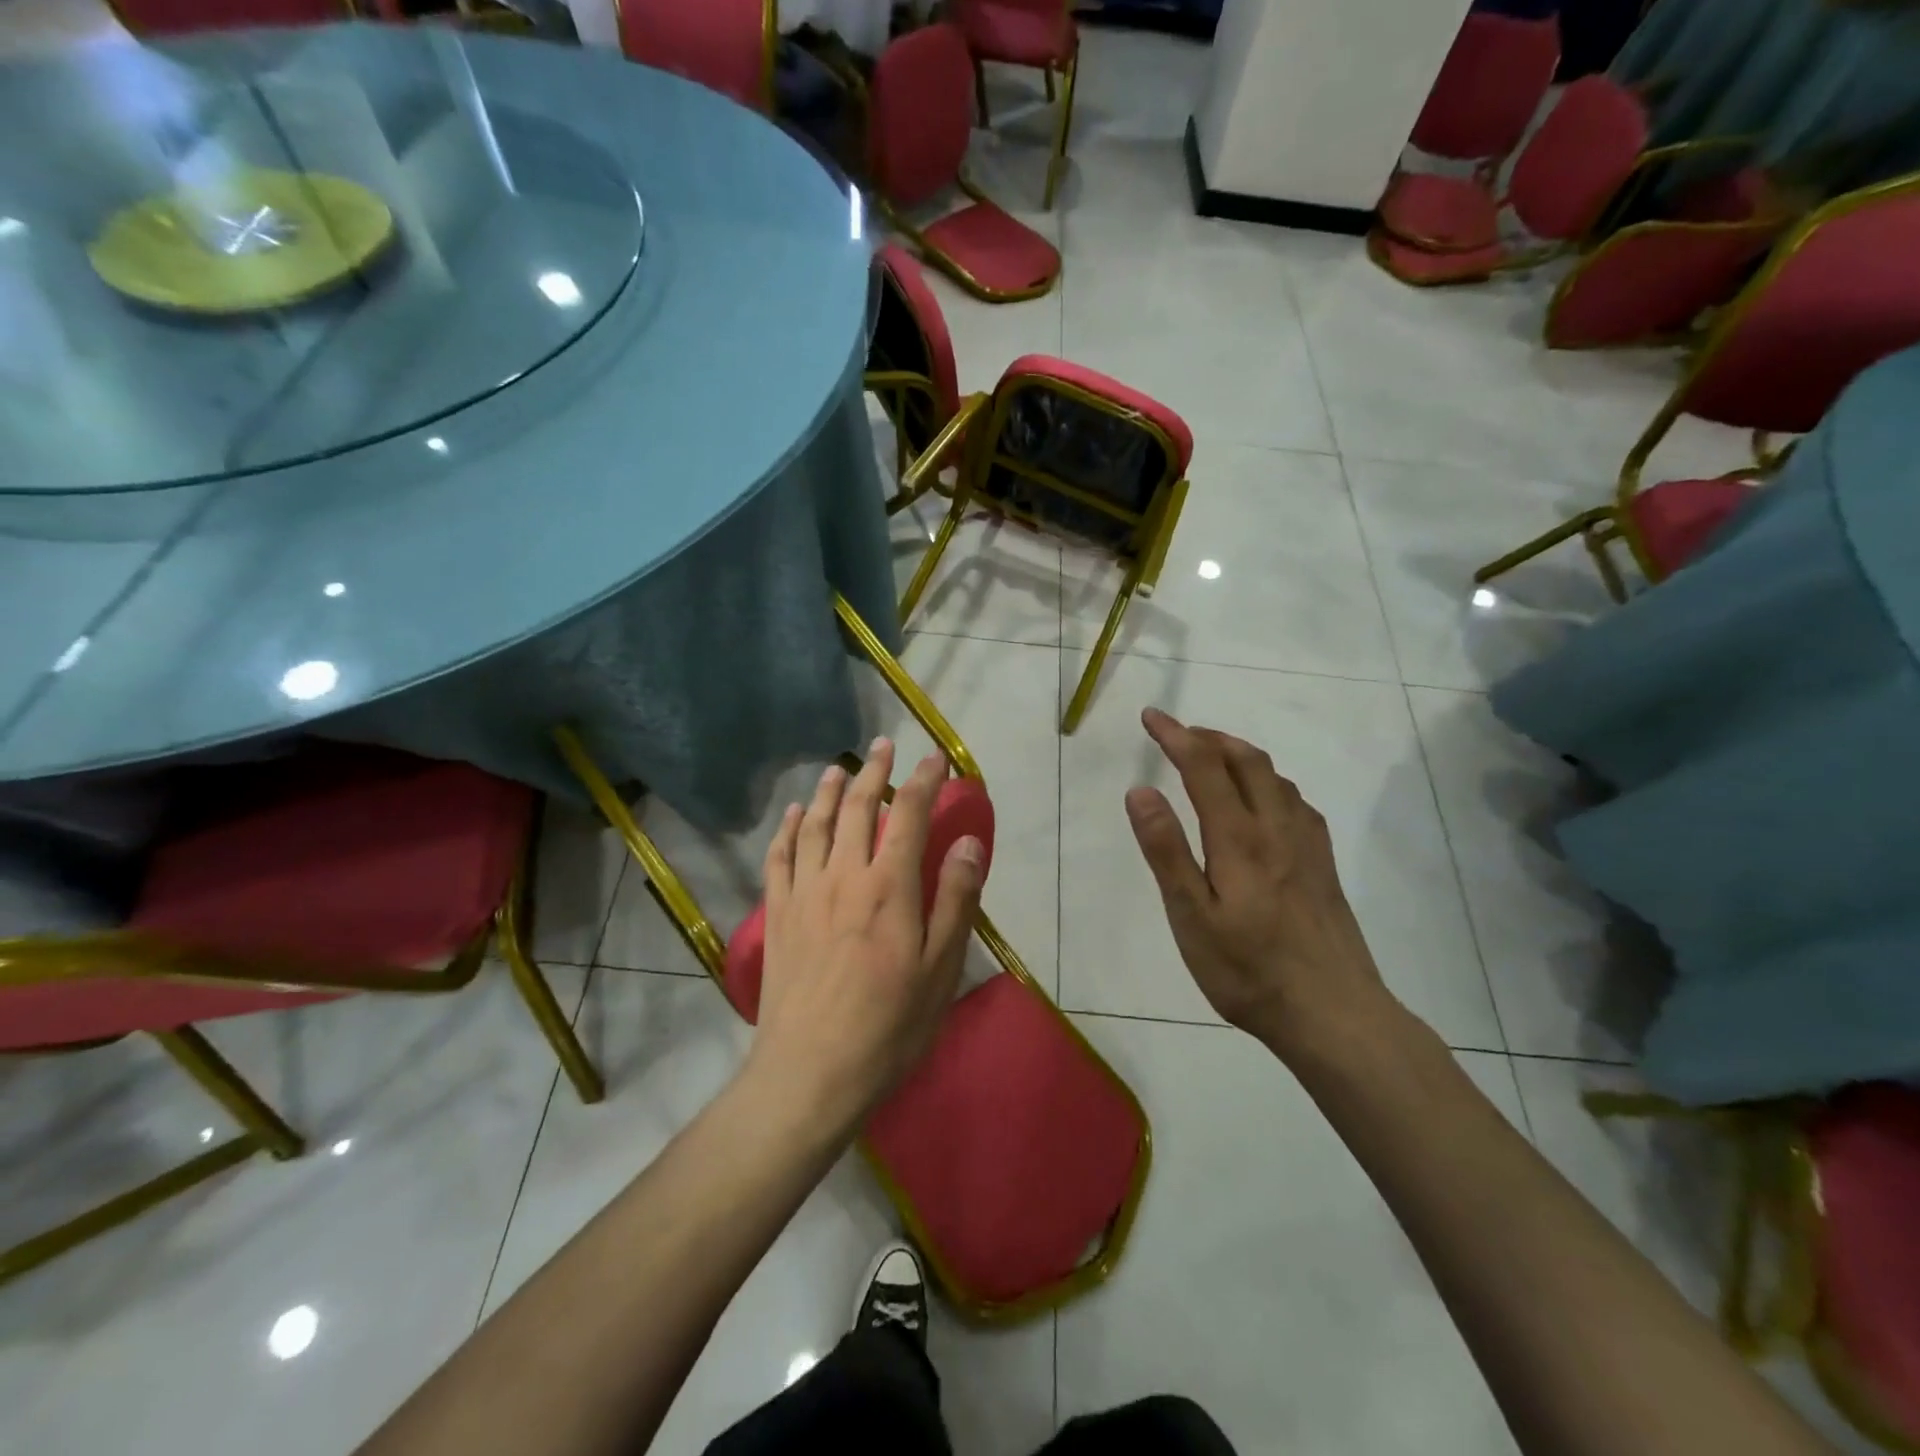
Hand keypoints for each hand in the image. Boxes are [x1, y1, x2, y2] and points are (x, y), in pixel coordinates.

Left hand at [749, 741, 985, 1132]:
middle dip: (874, 771)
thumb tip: (968, 842)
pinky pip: (780, 857)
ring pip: (817, 825)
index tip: (935, 759)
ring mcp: (805, 892)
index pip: (909, 815)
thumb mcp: (940, 968)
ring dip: (831, 791)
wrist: (811, 1071)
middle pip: (859, 808)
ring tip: (840, 768)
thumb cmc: (889, 1025)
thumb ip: (955, 899)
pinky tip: (796, 815)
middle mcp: (844, 875)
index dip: (923, 781)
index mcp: (889, 886)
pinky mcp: (778, 914)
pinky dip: (789, 829)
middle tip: (883, 745)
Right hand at [1124, 708, 1396, 1055]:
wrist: (1334, 1014)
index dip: (1175, 735)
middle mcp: (1277, 828)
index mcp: (1239, 837)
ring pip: (1275, 777)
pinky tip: (1265, 800)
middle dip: (1209, 737)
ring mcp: (1307, 845)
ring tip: (1213, 756)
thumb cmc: (1249, 970)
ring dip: (1240, 754)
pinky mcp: (1324, 865)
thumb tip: (1140, 791)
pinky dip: (1270, 781)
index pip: (1204, 766)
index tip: (1150, 716)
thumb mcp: (1191, 916)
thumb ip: (1166, 851)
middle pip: (1247, 760)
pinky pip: (1296, 801)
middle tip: (1178, 732)